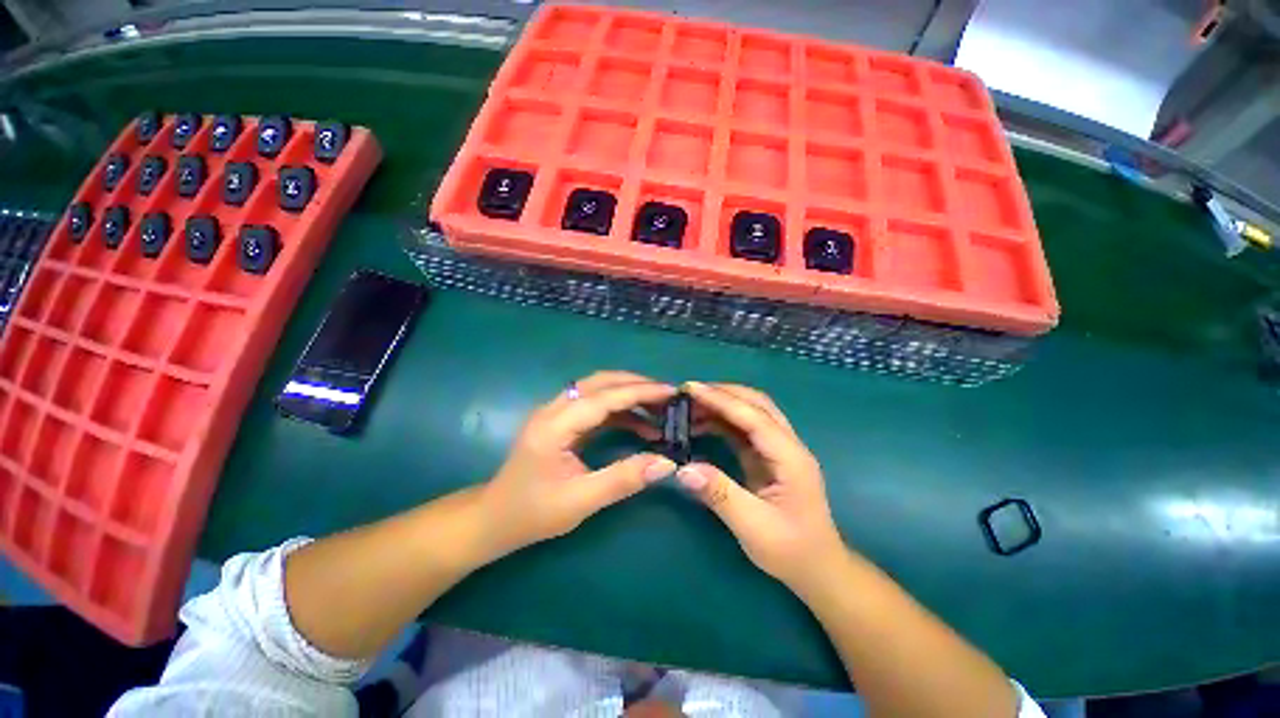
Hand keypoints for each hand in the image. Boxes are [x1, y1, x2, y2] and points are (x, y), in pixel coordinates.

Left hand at [481, 371, 677, 553]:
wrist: (494, 518)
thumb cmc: (532, 513)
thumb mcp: (581, 501)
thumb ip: (623, 479)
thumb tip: (666, 463)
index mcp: (555, 426)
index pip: (604, 397)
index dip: (640, 392)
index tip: (671, 392)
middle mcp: (553, 409)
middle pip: (600, 382)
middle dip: (637, 385)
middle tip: (668, 396)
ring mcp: (555, 412)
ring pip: (598, 390)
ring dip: (629, 395)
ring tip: (659, 410)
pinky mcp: (561, 421)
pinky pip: (594, 405)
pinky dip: (619, 410)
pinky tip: (639, 425)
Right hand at [676, 382, 845, 590]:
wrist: (817, 569)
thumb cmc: (791, 550)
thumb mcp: (753, 527)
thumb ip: (719, 494)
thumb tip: (683, 469)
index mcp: (790, 457)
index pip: (753, 417)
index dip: (721, 400)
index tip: (690, 389)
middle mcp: (787, 445)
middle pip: (756, 404)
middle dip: (722, 393)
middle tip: (688, 393)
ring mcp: (778, 450)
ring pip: (751, 413)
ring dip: (722, 404)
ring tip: (690, 405)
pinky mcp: (768, 457)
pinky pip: (744, 429)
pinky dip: (722, 421)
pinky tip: (702, 423)